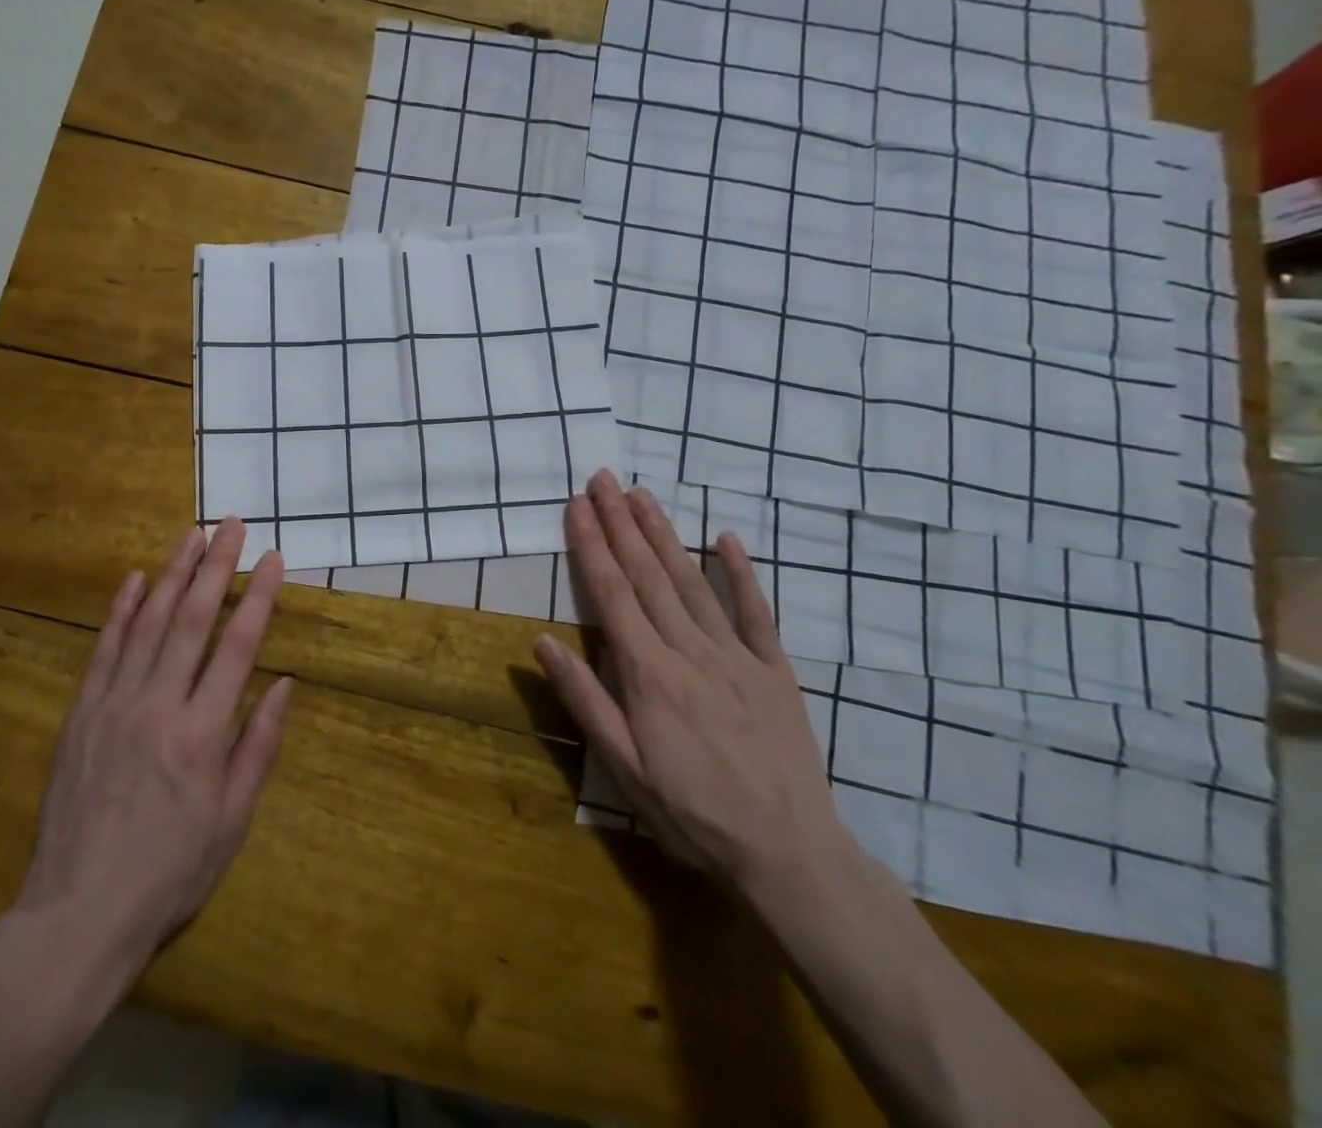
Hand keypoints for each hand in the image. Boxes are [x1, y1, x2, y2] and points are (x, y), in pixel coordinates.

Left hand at [16, 519, 292, 967]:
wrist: (78, 913)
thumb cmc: (169, 871)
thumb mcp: (232, 821)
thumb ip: (258, 747)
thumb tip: (284, 685)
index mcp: (202, 733)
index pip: (238, 646)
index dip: (259, 597)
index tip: (273, 558)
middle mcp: (158, 705)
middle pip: (193, 619)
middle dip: (216, 566)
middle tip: (231, 525)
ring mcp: (113, 704)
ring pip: (148, 623)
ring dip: (172, 573)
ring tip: (191, 535)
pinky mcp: (80, 713)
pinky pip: (103, 650)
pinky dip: (121, 611)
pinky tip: (135, 580)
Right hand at [534, 471, 845, 898]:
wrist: (789, 854)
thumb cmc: (692, 814)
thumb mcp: (624, 769)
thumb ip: (585, 700)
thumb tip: (543, 642)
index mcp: (649, 673)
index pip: (611, 594)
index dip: (591, 545)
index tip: (576, 505)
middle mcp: (689, 650)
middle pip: (647, 575)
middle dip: (620, 523)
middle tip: (602, 479)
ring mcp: (736, 656)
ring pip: (692, 582)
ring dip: (664, 534)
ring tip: (641, 495)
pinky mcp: (774, 669)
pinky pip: (755, 612)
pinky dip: (740, 572)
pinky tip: (725, 538)